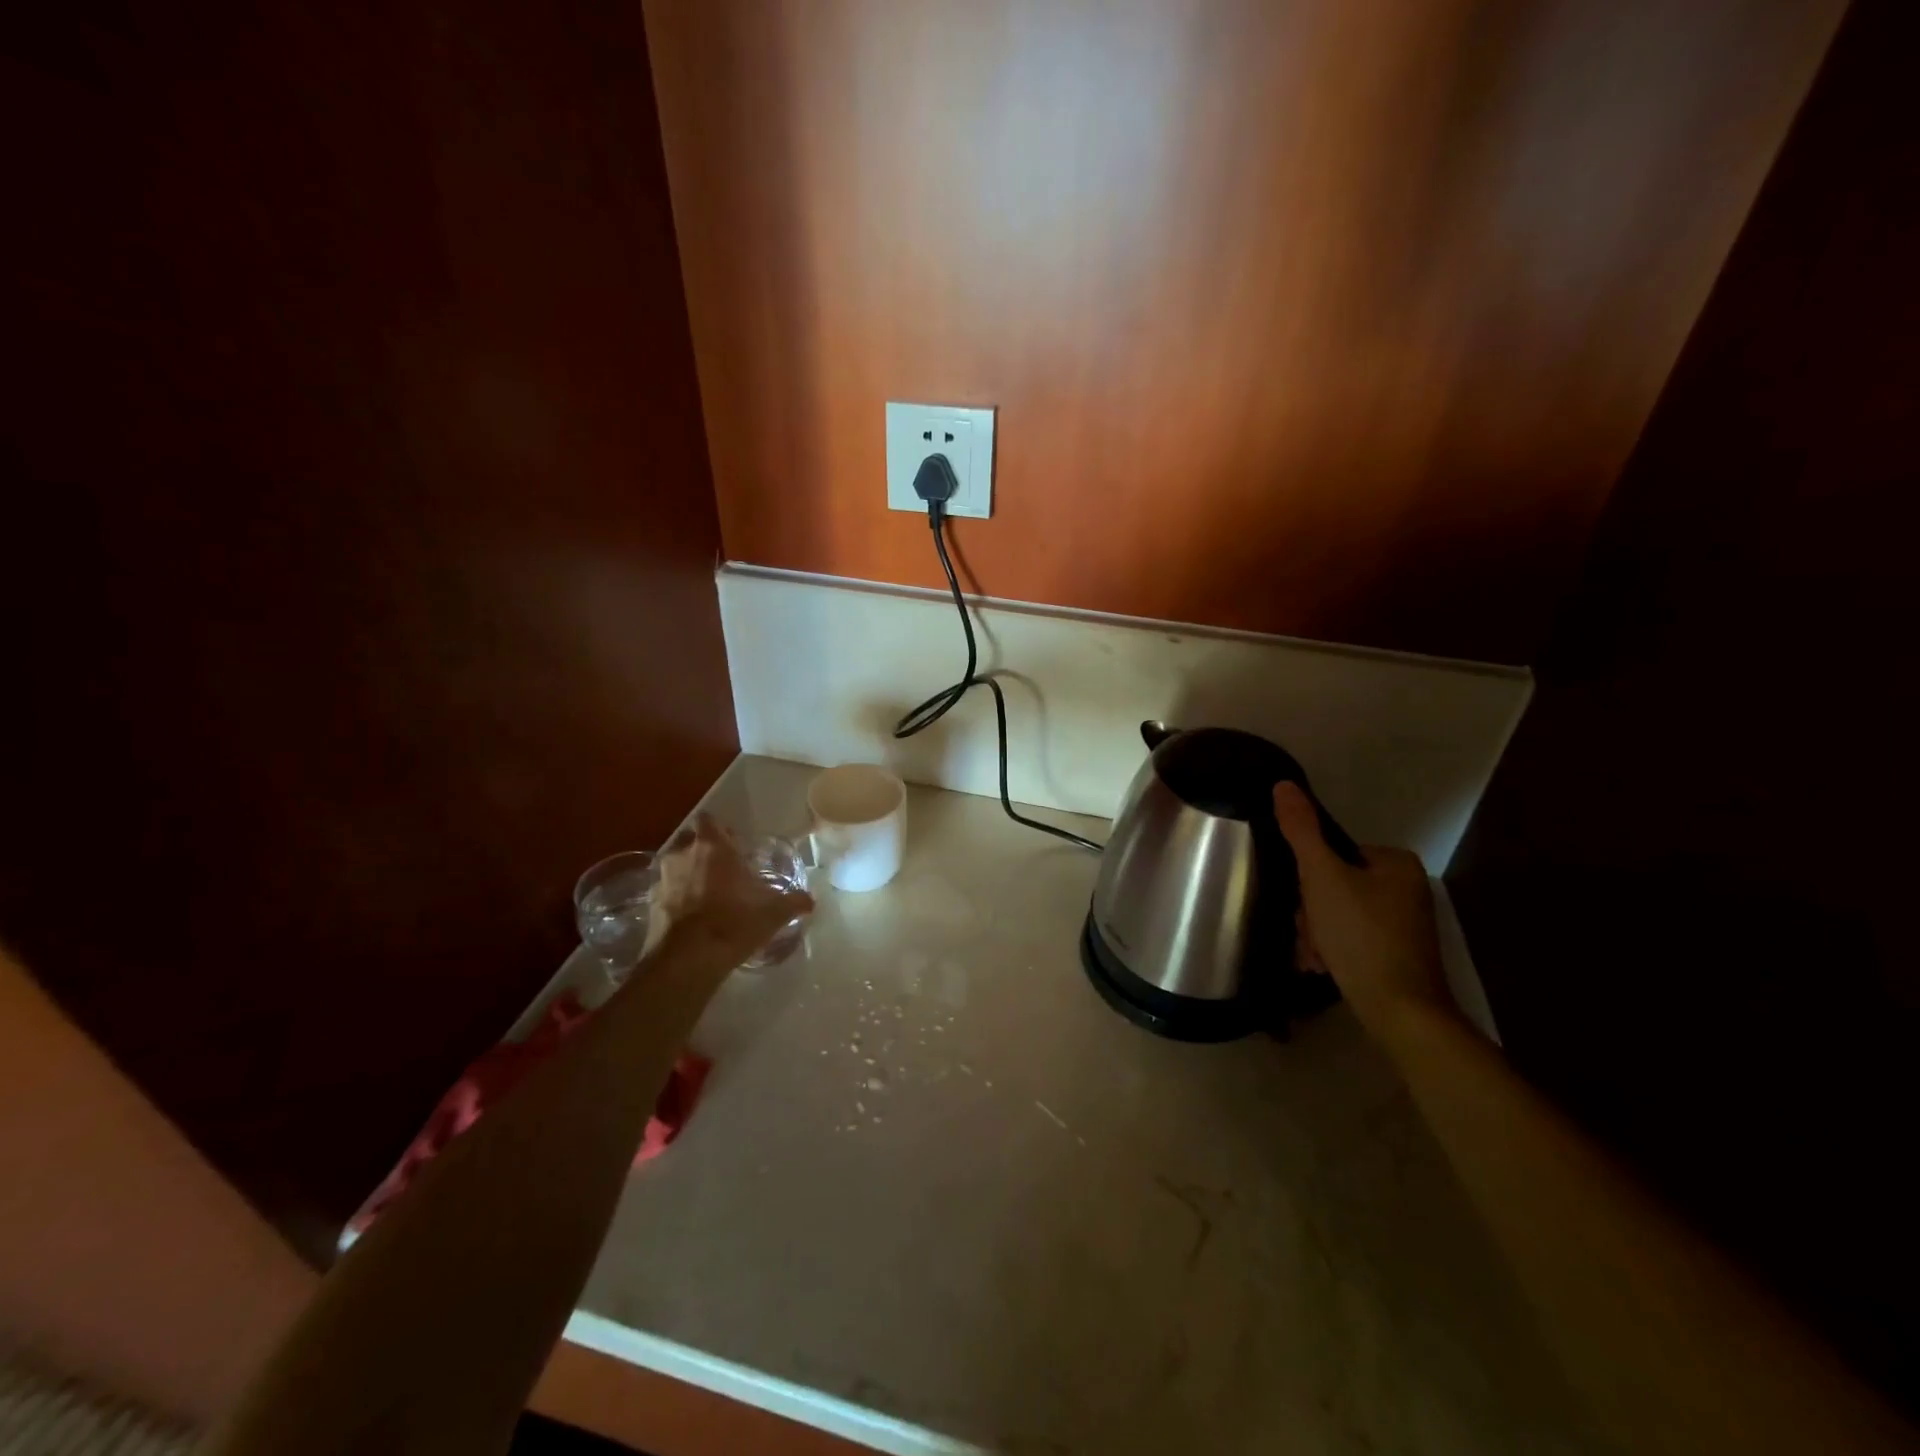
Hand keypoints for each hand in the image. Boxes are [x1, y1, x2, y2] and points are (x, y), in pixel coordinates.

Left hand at [647, 814, 813, 968]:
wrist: (687, 961)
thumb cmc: (733, 924)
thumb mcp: (772, 914)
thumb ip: (793, 902)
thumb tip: (810, 900)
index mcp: (713, 848)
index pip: (709, 821)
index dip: (720, 830)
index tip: (733, 843)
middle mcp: (683, 855)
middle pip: (690, 840)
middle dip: (703, 850)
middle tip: (722, 868)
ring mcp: (662, 878)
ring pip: (676, 865)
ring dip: (688, 873)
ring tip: (707, 893)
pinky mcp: (650, 903)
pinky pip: (666, 891)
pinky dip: (676, 897)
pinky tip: (691, 915)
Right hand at [1272, 783, 1453, 1041]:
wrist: (1401, 1012)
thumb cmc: (1361, 936)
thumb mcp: (1322, 877)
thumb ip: (1301, 831)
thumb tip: (1283, 784)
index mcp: (1394, 863)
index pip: (1331, 854)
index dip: (1307, 879)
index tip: (1303, 906)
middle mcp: (1404, 888)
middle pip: (1332, 886)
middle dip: (1310, 914)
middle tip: (1308, 936)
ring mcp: (1402, 924)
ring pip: (1336, 915)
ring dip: (1314, 935)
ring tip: (1313, 958)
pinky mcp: (1395, 954)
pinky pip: (1349, 939)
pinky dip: (1331, 951)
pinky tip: (1321, 968)